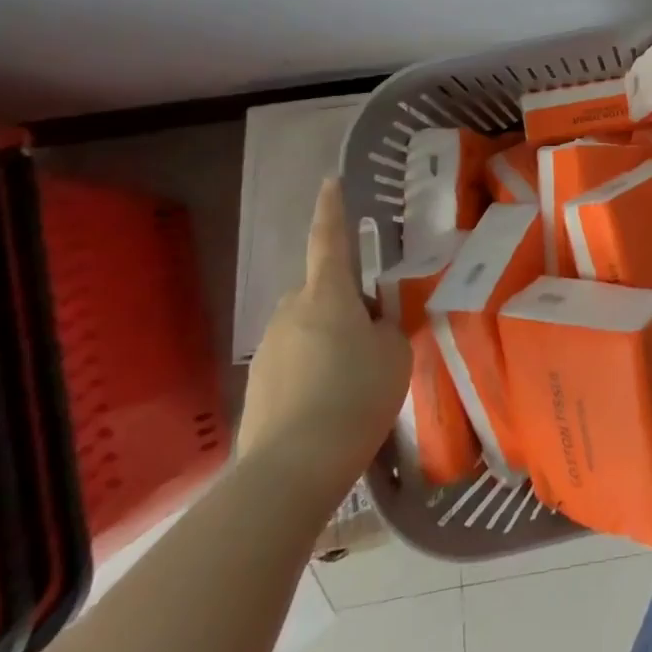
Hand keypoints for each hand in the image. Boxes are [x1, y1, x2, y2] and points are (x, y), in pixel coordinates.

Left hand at [237, 179, 412, 502]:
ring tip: (355, 379)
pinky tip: (331, 405)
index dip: (332, 209)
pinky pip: (294, 363)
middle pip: (321, 292)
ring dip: (329, 339)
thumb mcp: (394, 352)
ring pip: (307, 328)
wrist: (291, 470)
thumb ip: (385, 328)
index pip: (330, 240)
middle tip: (374, 332)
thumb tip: (370, 324)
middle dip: (344, 302)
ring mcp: (269, 350)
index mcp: (327, 295)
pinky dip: (313, 372)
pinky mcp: (258, 388)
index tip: (330, 182)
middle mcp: (291, 312)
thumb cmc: (355, 396)